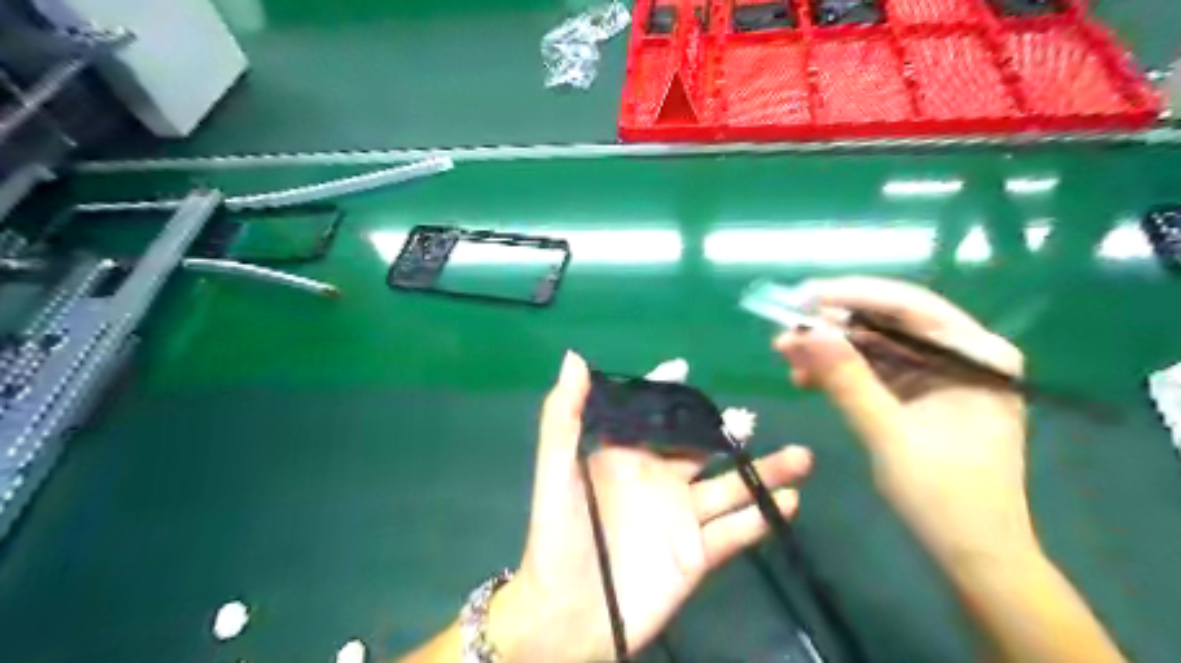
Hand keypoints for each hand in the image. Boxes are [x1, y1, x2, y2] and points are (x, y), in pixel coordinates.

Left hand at [488, 348, 812, 659]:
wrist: (568, 615)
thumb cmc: (558, 535)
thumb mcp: (556, 470)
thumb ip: (564, 416)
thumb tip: (574, 358)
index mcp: (626, 457)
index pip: (652, 416)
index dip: (666, 393)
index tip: (684, 368)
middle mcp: (658, 480)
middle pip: (700, 448)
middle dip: (726, 431)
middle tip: (751, 417)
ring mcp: (680, 517)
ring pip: (729, 487)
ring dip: (764, 472)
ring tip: (801, 457)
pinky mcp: (696, 554)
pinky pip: (734, 532)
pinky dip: (760, 518)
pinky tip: (788, 501)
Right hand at [772, 278, 1029, 572]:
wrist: (973, 554)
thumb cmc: (944, 496)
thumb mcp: (888, 433)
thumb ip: (847, 379)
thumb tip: (804, 331)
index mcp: (977, 355)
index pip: (910, 307)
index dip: (852, 295)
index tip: (802, 296)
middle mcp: (964, 354)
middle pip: (889, 323)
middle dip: (833, 329)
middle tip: (785, 333)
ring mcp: (943, 374)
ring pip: (876, 346)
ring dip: (831, 351)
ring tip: (786, 357)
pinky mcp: (923, 394)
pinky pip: (875, 371)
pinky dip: (841, 373)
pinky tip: (806, 378)